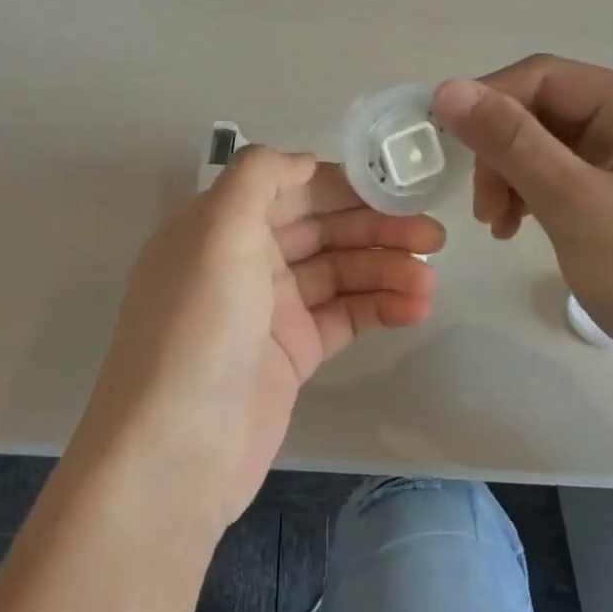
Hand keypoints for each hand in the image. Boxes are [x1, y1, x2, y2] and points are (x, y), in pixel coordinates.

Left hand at [73, 147, 443, 531]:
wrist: (177, 450)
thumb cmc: (198, 328)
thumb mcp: (216, 231)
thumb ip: (258, 177)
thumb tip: (304, 161)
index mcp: (221, 226)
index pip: (292, 189)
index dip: (344, 185)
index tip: (399, 185)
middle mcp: (245, 261)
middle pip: (322, 229)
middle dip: (376, 227)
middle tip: (434, 235)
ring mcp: (270, 310)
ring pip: (340, 274)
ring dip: (386, 271)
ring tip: (430, 281)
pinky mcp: (293, 353)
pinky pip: (345, 317)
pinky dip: (379, 308)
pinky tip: (416, 308)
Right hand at [432, 56, 612, 399]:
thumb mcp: (575, 205)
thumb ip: (511, 143)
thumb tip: (447, 89)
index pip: (544, 76)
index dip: (486, 103)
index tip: (443, 148)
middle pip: (544, 110)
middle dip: (500, 152)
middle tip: (482, 211)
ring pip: (547, 144)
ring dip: (511, 176)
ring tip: (497, 226)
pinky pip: (564, 173)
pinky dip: (532, 194)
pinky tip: (517, 227)